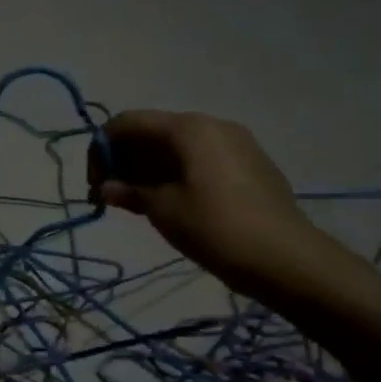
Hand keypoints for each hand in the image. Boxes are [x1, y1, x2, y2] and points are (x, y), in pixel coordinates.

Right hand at [89, 110, 354, 299]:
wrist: (285, 258)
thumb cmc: (214, 227)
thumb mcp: (162, 210)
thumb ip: (129, 192)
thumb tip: (106, 188)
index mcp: (188, 128)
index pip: (128, 123)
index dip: (102, 150)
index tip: (95, 186)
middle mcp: (212, 125)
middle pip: (153, 132)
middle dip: (126, 161)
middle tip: (112, 198)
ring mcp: (236, 144)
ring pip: (178, 147)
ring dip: (150, 170)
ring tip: (139, 204)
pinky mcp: (251, 165)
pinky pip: (201, 160)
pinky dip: (177, 174)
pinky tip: (174, 204)